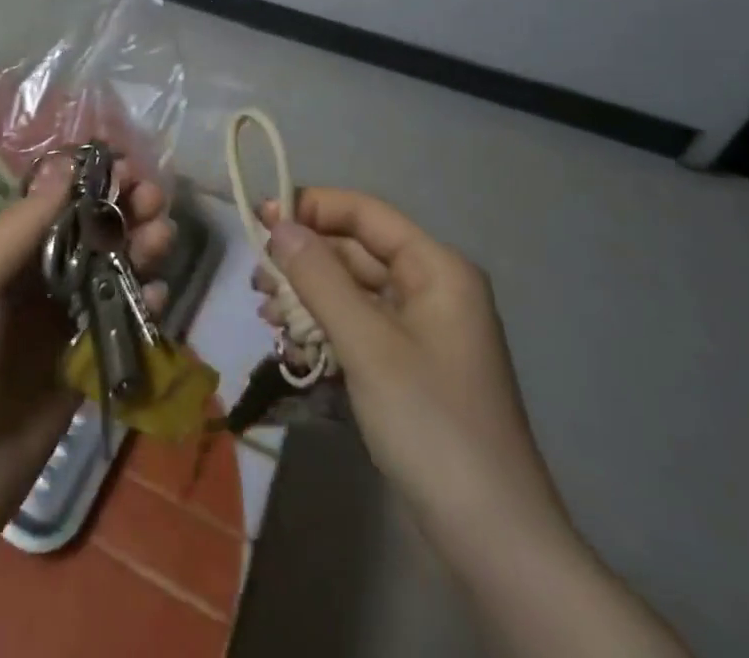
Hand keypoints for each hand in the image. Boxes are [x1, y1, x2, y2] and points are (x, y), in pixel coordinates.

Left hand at [0, 163, 176, 657]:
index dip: (91, 182)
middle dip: (122, 210)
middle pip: (88, 232)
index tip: (127, 165)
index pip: (54, 202)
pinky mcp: (79, 367)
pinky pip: (117, 323)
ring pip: (108, 272)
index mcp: (0, 251)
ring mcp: (57, 324)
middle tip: (154, 199)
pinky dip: (141, 304)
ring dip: (139, 248)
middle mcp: (31, 279)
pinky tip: (157, 296)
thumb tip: (69, 166)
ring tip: (163, 236)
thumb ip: (24, 225)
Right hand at [255, 189, 561, 543]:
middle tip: (257, 283)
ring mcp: (420, 331)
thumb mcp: (367, 344)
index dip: (311, 207)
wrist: (491, 540)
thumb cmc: (430, 424)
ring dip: (306, 298)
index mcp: (436, 268)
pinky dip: (323, 330)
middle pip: (354, 251)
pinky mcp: (407, 367)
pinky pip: (357, 328)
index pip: (364, 213)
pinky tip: (292, 347)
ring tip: (268, 318)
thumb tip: (278, 223)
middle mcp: (430, 288)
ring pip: (350, 291)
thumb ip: (318, 277)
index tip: (258, 218)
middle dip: (303, 261)